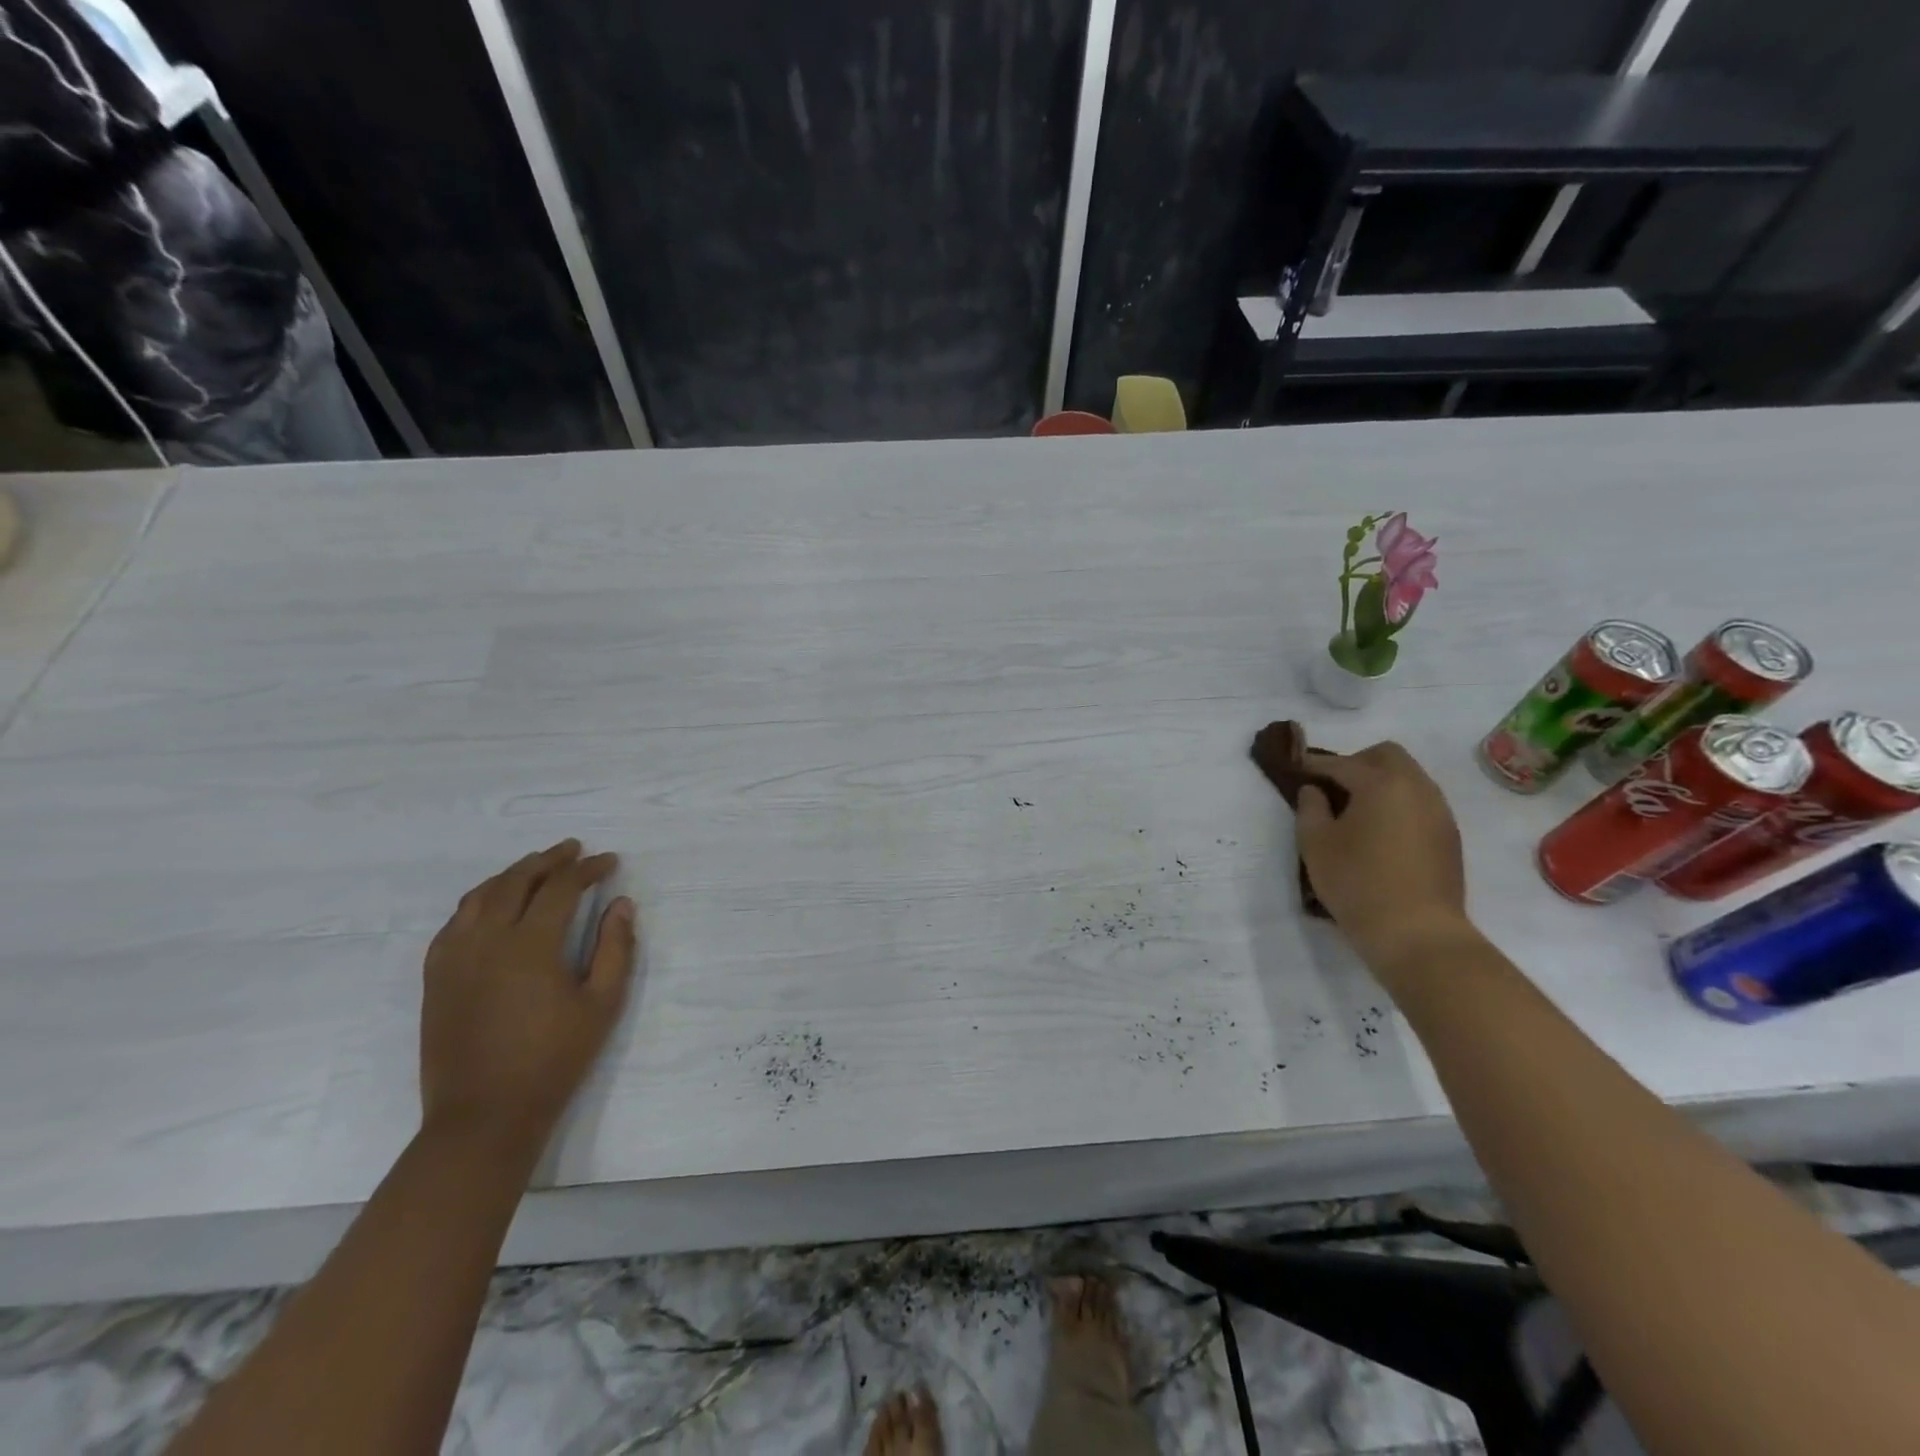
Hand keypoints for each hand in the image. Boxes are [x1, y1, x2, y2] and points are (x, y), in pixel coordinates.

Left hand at [420, 840, 637, 1157]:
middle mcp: (487, 940)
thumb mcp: (602, 1004)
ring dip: (511, 874)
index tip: (610, 862)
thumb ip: (615, 948)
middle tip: (574, 850)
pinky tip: (492, 905)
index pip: (560, 887)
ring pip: (480, 896)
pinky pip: (454, 922)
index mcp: (530, 945)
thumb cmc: (554, 1059)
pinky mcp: (436, 978)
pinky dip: (478, 901)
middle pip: (516, 881)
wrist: (484, 1116)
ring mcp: (454, 958)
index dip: (587, 869)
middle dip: (549, 860)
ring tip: (536, 867)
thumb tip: (620, 904)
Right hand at [1293, 742, 1471, 977]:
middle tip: (1331, 786)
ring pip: (1409, 777)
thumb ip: (1310, 808)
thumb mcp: (1316, 845)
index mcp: (1382, 784)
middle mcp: (1417, 788)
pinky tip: (1379, 831)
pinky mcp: (1449, 836)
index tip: (1295, 768)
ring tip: (1354, 810)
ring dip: (1380, 782)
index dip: (1314, 764)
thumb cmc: (1358, 883)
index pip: (1342, 763)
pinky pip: (1420, 802)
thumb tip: (1314, 790)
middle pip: (1387, 756)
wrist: (1418, 934)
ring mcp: (1439, 812)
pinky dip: (1398, 803)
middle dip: (1356, 763)